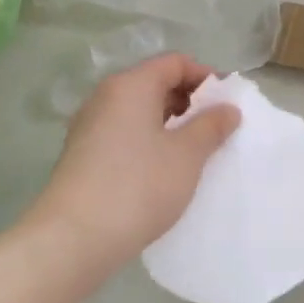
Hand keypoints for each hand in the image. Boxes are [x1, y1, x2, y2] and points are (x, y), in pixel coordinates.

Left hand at [25, 54, 239, 265]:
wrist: (75, 239)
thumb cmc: (139, 186)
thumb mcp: (188, 154)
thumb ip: (212, 125)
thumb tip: (227, 108)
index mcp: (131, 86)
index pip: (174, 63)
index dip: (206, 77)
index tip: (228, 103)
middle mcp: (105, 98)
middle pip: (155, 84)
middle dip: (190, 101)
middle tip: (217, 128)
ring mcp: (90, 127)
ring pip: (140, 112)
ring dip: (171, 124)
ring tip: (196, 151)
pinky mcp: (83, 156)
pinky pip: (125, 134)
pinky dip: (150, 141)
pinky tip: (165, 170)